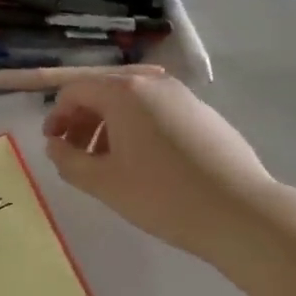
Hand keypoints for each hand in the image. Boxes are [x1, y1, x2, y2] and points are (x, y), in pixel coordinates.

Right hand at [43, 74, 279, 260]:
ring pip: (133, 102)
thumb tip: (55, 145)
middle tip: (76, 154)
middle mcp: (153, 83)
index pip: (76, 90)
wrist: (241, 212)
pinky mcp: (205, 114)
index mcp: (124, 92)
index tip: (54, 144)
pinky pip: (159, 112)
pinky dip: (140, 129)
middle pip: (104, 91)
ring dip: (110, 126)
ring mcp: (183, 96)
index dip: (57, 115)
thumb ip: (68, 160)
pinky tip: (147, 165)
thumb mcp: (104, 183)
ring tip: (109, 163)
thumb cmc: (162, 195)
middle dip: (83, 120)